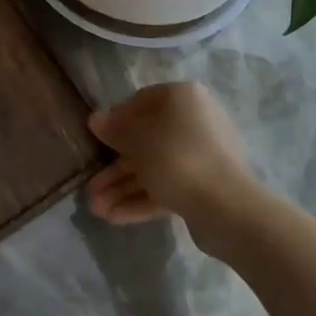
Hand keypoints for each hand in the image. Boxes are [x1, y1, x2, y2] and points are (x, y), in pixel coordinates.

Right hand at [85, 82, 262, 232]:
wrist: (225, 206)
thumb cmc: (175, 156)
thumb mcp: (136, 138)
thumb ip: (114, 128)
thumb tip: (96, 120)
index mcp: (182, 98)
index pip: (141, 101)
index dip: (115, 120)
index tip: (96, 139)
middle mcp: (194, 122)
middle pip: (145, 141)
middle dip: (114, 167)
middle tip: (90, 186)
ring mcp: (201, 156)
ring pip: (154, 168)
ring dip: (123, 187)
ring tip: (95, 209)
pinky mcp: (204, 186)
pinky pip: (167, 187)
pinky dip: (141, 199)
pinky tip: (114, 217)